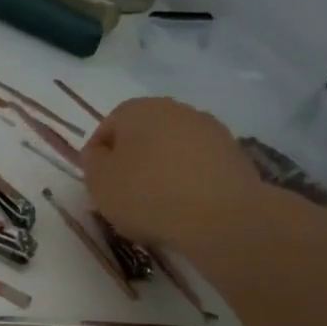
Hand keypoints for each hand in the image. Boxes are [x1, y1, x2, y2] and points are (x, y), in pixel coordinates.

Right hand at [82, 96, 266, 248]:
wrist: (220, 216)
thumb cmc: (146, 194)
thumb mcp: (99, 182)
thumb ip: (92, 162)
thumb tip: (99, 153)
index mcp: (137, 110)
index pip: (107, 128)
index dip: (98, 158)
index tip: (98, 185)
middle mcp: (174, 109)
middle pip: (142, 135)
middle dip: (131, 161)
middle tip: (124, 194)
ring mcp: (208, 129)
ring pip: (172, 149)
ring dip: (161, 169)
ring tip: (156, 204)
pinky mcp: (233, 153)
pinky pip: (197, 164)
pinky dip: (187, 179)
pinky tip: (184, 206)